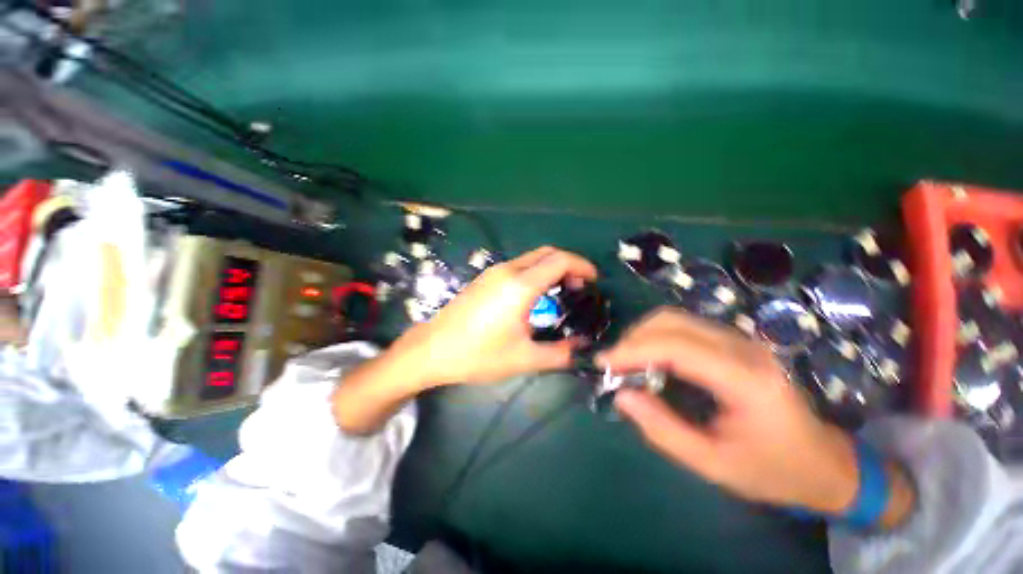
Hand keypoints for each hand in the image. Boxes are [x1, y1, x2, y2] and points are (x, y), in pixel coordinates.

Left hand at [393, 246, 597, 386]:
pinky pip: (518, 267)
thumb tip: (581, 347)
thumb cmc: (478, 355)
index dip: (582, 266)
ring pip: (532, 258)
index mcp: (520, 286)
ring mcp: (493, 272)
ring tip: (561, 293)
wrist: (432, 349)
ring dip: (551, 269)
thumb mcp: (524, 358)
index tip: (593, 281)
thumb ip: (559, 353)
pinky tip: (535, 297)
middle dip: (569, 264)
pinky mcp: (485, 278)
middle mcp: (508, 271)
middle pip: (547, 253)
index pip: (560, 260)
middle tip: (579, 287)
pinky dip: (535, 273)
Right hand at [598, 307, 909, 519]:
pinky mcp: (734, 342)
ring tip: (626, 362)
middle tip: (613, 365)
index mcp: (746, 379)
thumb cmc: (773, 470)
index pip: (676, 346)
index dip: (633, 350)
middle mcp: (744, 348)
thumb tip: (621, 395)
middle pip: (672, 321)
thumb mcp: (714, 465)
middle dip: (633, 339)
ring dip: (642, 335)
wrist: (825, 463)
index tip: (603, 364)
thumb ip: (663, 430)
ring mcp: (741, 340)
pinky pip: (684, 326)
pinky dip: (656, 337)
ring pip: (675, 318)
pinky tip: (649, 359)